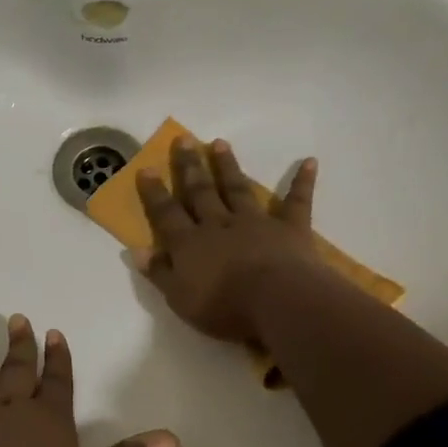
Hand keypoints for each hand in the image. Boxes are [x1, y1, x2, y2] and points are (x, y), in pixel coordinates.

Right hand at [133, 137, 325, 344]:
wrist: (277, 302)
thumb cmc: (225, 307)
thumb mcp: (180, 299)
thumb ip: (159, 273)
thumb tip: (137, 250)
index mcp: (190, 244)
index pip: (166, 214)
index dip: (155, 192)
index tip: (146, 168)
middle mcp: (218, 225)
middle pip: (200, 192)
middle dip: (190, 166)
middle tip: (183, 139)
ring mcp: (255, 223)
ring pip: (237, 189)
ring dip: (228, 166)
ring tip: (219, 143)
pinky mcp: (290, 229)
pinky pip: (296, 202)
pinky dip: (302, 182)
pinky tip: (310, 162)